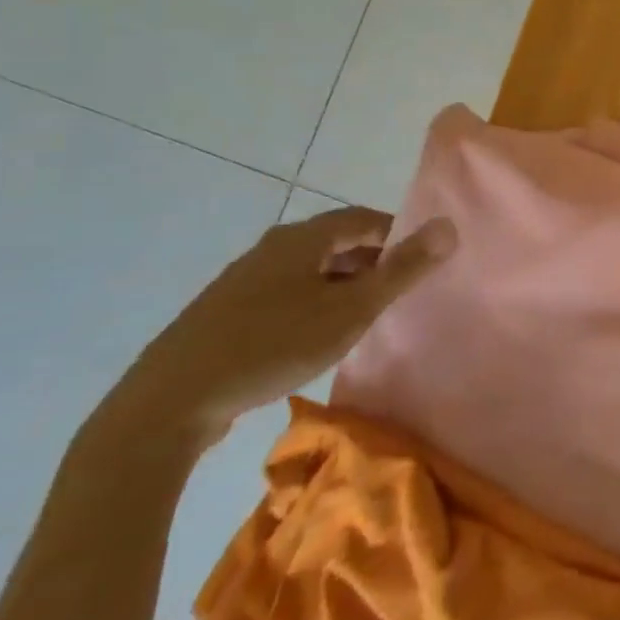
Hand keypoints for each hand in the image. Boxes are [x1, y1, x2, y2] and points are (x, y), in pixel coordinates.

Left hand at [110, 207, 455, 444]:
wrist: (170, 401)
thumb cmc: (273, 345)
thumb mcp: (350, 310)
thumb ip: (403, 269)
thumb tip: (449, 225)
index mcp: (302, 238)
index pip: (364, 218)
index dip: (398, 234)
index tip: (422, 263)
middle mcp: (273, 248)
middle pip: (337, 242)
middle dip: (373, 262)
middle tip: (400, 294)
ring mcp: (244, 279)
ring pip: (310, 270)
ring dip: (343, 286)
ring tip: (365, 318)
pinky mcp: (226, 312)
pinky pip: (286, 294)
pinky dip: (314, 304)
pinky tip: (316, 338)